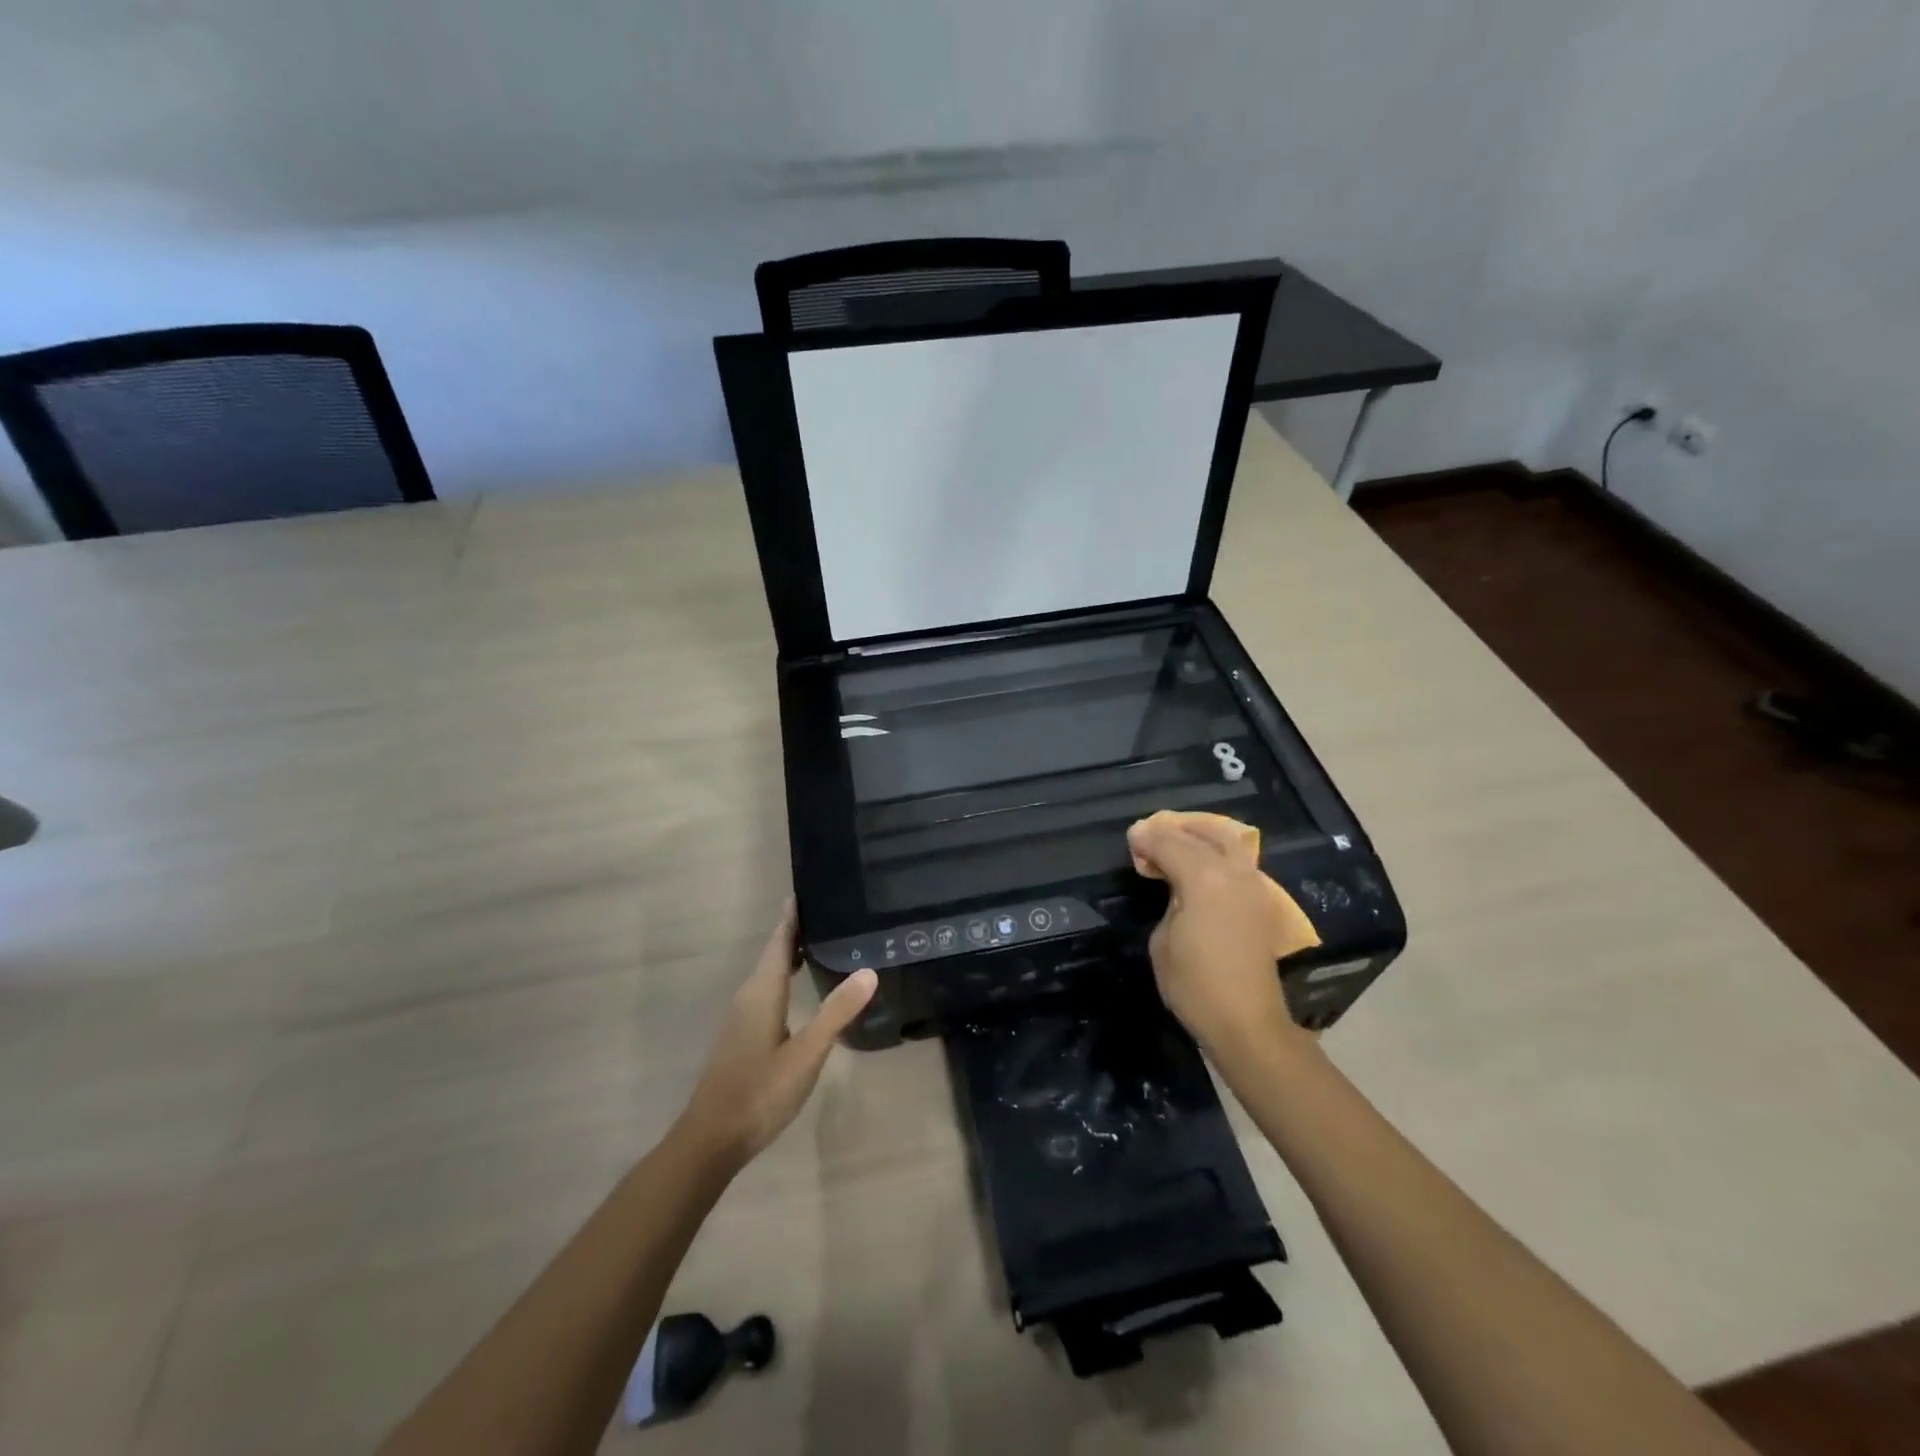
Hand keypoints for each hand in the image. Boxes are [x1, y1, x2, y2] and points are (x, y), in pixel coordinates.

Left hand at [677, 903, 878, 1170]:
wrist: (711, 1140)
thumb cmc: (760, 1092)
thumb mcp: (806, 1054)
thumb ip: (837, 1012)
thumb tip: (869, 970)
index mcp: (762, 991)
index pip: (780, 940)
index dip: (793, 915)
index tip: (810, 888)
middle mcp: (749, 995)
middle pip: (775, 952)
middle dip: (798, 930)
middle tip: (832, 913)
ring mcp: (742, 1017)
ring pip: (770, 972)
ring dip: (792, 954)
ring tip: (824, 942)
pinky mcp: (743, 1035)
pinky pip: (767, 990)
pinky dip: (786, 976)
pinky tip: (803, 988)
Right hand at [1126, 815, 1312, 1059]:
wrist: (1246, 1023)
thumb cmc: (1194, 985)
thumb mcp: (1163, 939)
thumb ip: (1168, 898)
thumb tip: (1170, 882)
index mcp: (1205, 879)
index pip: (1170, 843)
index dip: (1147, 838)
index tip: (1131, 838)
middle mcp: (1234, 873)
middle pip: (1203, 833)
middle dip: (1175, 829)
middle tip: (1151, 835)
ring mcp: (1253, 886)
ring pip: (1229, 841)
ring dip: (1200, 834)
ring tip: (1176, 842)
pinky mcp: (1261, 902)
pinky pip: (1238, 860)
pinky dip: (1217, 851)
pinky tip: (1199, 863)